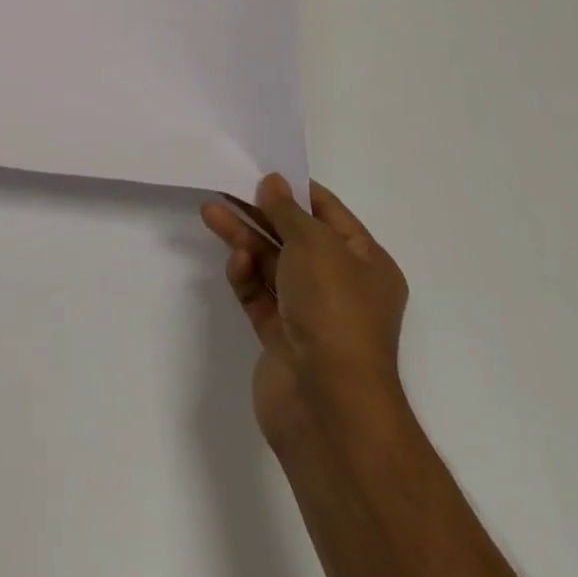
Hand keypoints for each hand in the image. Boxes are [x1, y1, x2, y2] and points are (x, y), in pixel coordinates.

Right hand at [201, 175, 409, 455]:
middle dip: (260, 212)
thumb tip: (273, 183)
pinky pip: (260, 296)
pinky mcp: (282, 339)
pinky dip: (246, 277)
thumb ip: (288, 210)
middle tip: (226, 188)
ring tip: (211, 212)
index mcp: (367, 263)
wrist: (329, 406)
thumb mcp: (314, 244)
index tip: (262, 171)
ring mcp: (311, 315)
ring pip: (272, 265)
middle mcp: (342, 287)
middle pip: (295, 237)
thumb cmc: (334, 310)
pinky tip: (235, 263)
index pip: (329, 213)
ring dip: (244, 238)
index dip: (296, 190)